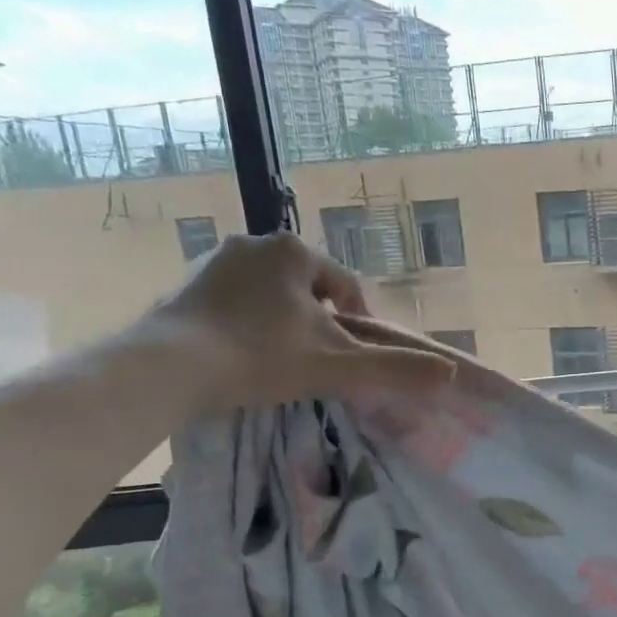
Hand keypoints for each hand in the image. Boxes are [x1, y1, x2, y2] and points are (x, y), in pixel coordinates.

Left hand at [142, 232, 453, 413]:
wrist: (166, 369)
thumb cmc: (262, 357)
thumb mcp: (338, 366)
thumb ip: (395, 368)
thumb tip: (449, 374)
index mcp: (296, 252)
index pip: (346, 288)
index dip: (359, 324)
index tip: (356, 357)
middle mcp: (256, 243)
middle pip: (309, 290)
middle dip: (319, 322)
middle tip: (319, 362)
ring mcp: (215, 261)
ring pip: (272, 295)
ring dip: (285, 323)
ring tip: (283, 363)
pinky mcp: (186, 284)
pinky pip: (236, 302)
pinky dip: (248, 325)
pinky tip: (244, 357)